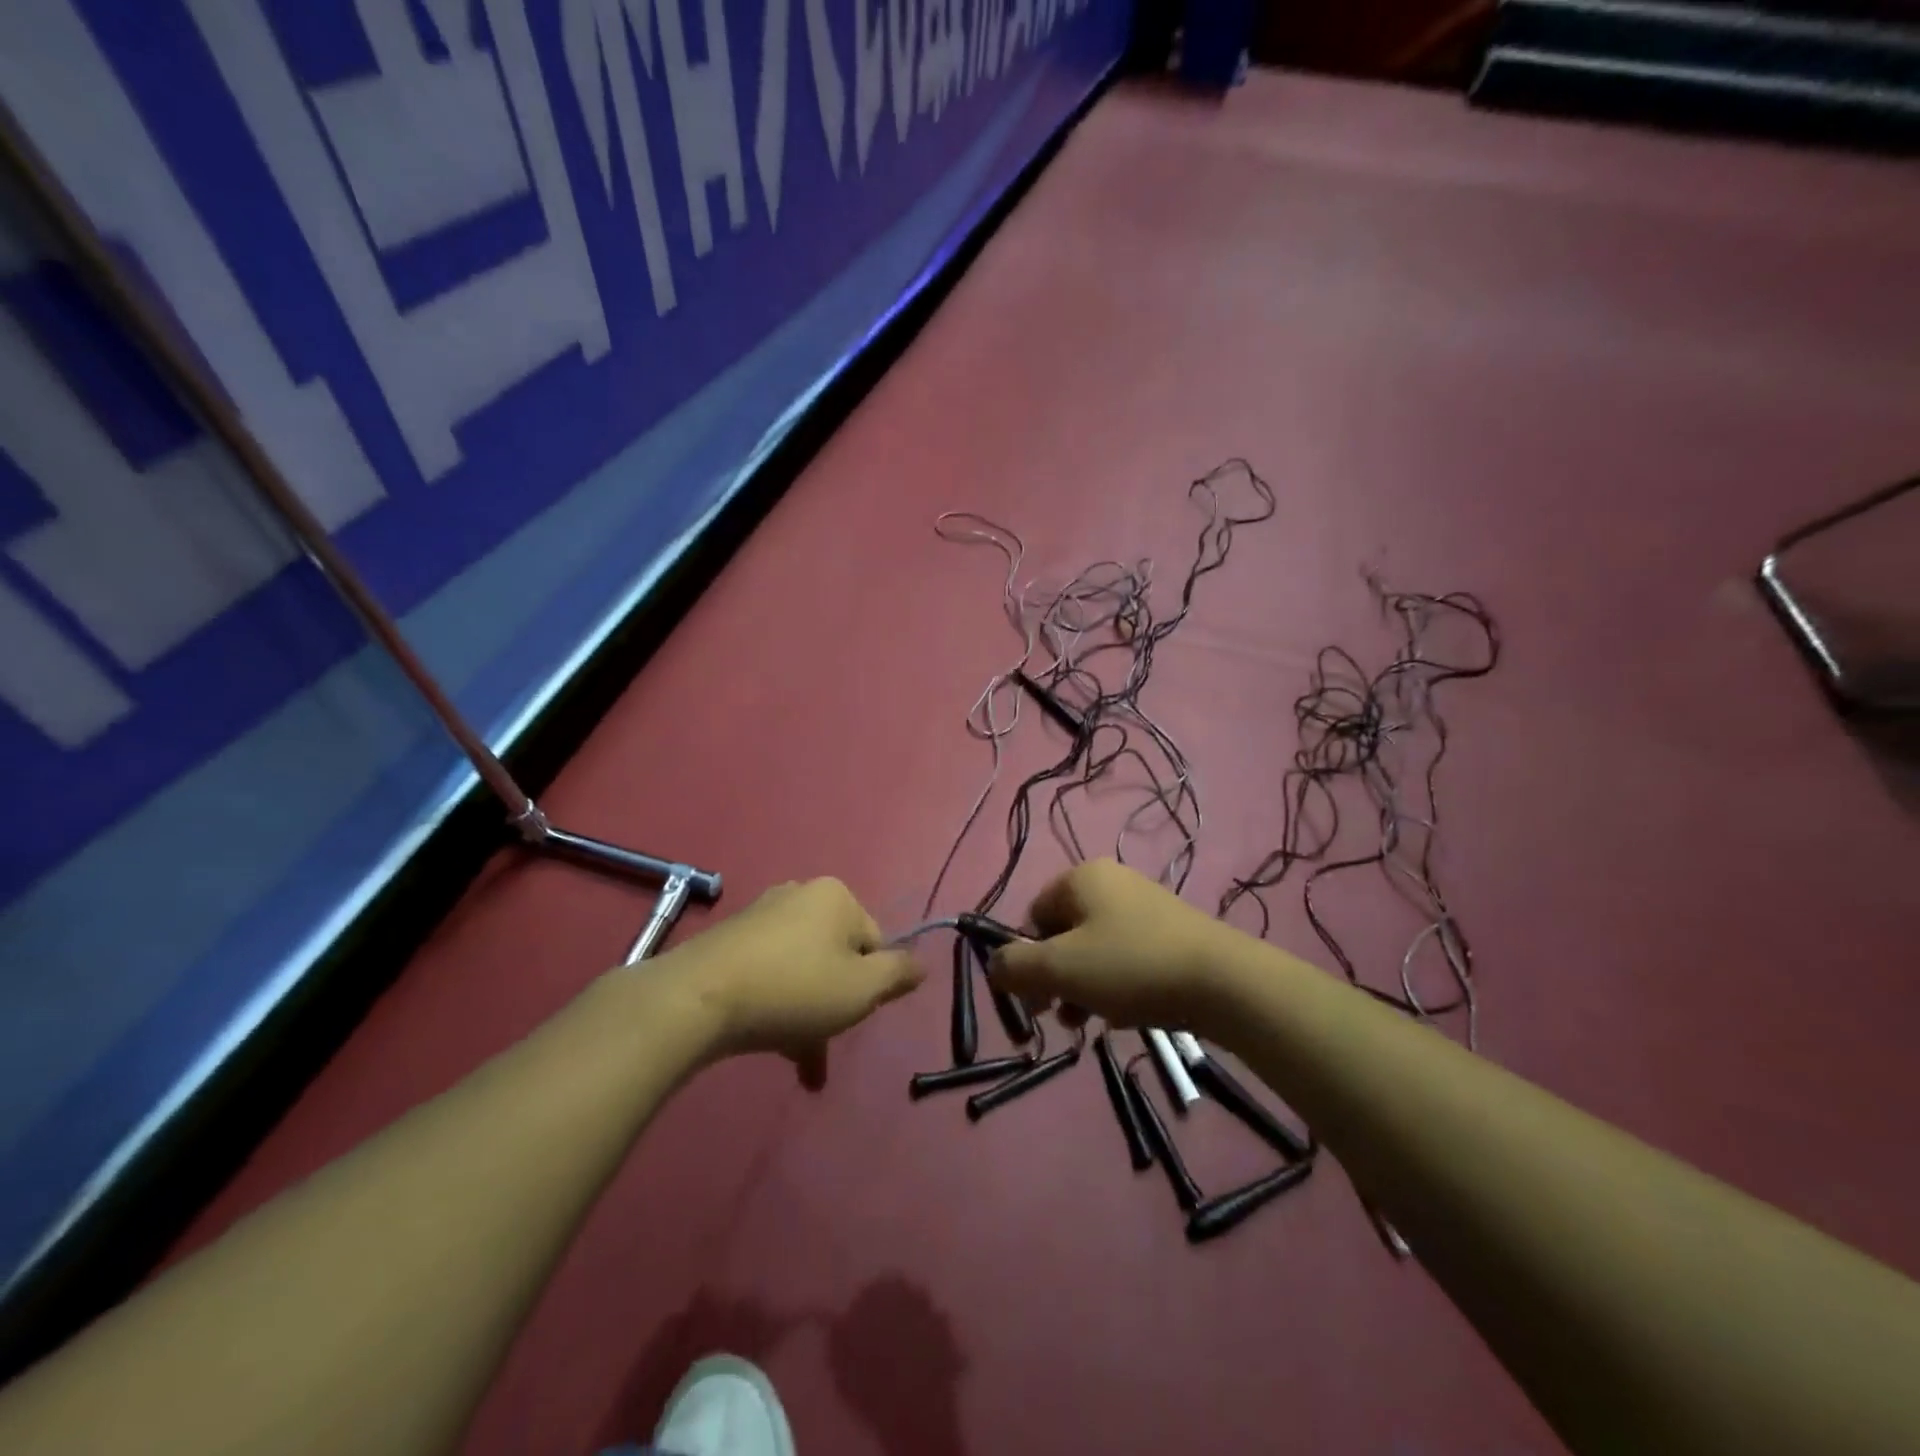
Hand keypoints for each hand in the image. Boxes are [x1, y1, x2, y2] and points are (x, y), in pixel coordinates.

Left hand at [659, 878, 922, 1088]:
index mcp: (836, 897)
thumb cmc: (795, 989)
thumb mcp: (862, 989)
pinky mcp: (730, 941)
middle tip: (827, 1046)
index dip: (871, 985)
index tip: (854, 1015)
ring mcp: (761, 916)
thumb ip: (898, 974)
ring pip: (803, 971)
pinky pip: (771, 975)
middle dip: (836, 1006)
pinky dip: (779, 1008)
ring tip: (802, 1065)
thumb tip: (922, 964)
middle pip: (836, 957)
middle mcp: (800, 895)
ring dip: (808, 1017)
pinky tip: (775, 1047)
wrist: (698, 998)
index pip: (874, 943)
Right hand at [988, 860, 1238, 1031]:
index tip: (1037, 997)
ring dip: (1083, 987)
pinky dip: (1116, 985)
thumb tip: (994, 966)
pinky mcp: (1171, 933)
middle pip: (1063, 934)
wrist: (1223, 982)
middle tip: (1063, 1016)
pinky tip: (1124, 1015)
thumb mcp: (1061, 968)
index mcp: (1081, 878)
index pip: (1033, 915)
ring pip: (1094, 950)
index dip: (1027, 957)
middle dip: (1056, 977)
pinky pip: (1126, 958)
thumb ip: (1015, 966)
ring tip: (1090, 1022)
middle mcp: (1112, 882)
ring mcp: (1145, 906)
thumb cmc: (1130, 966)